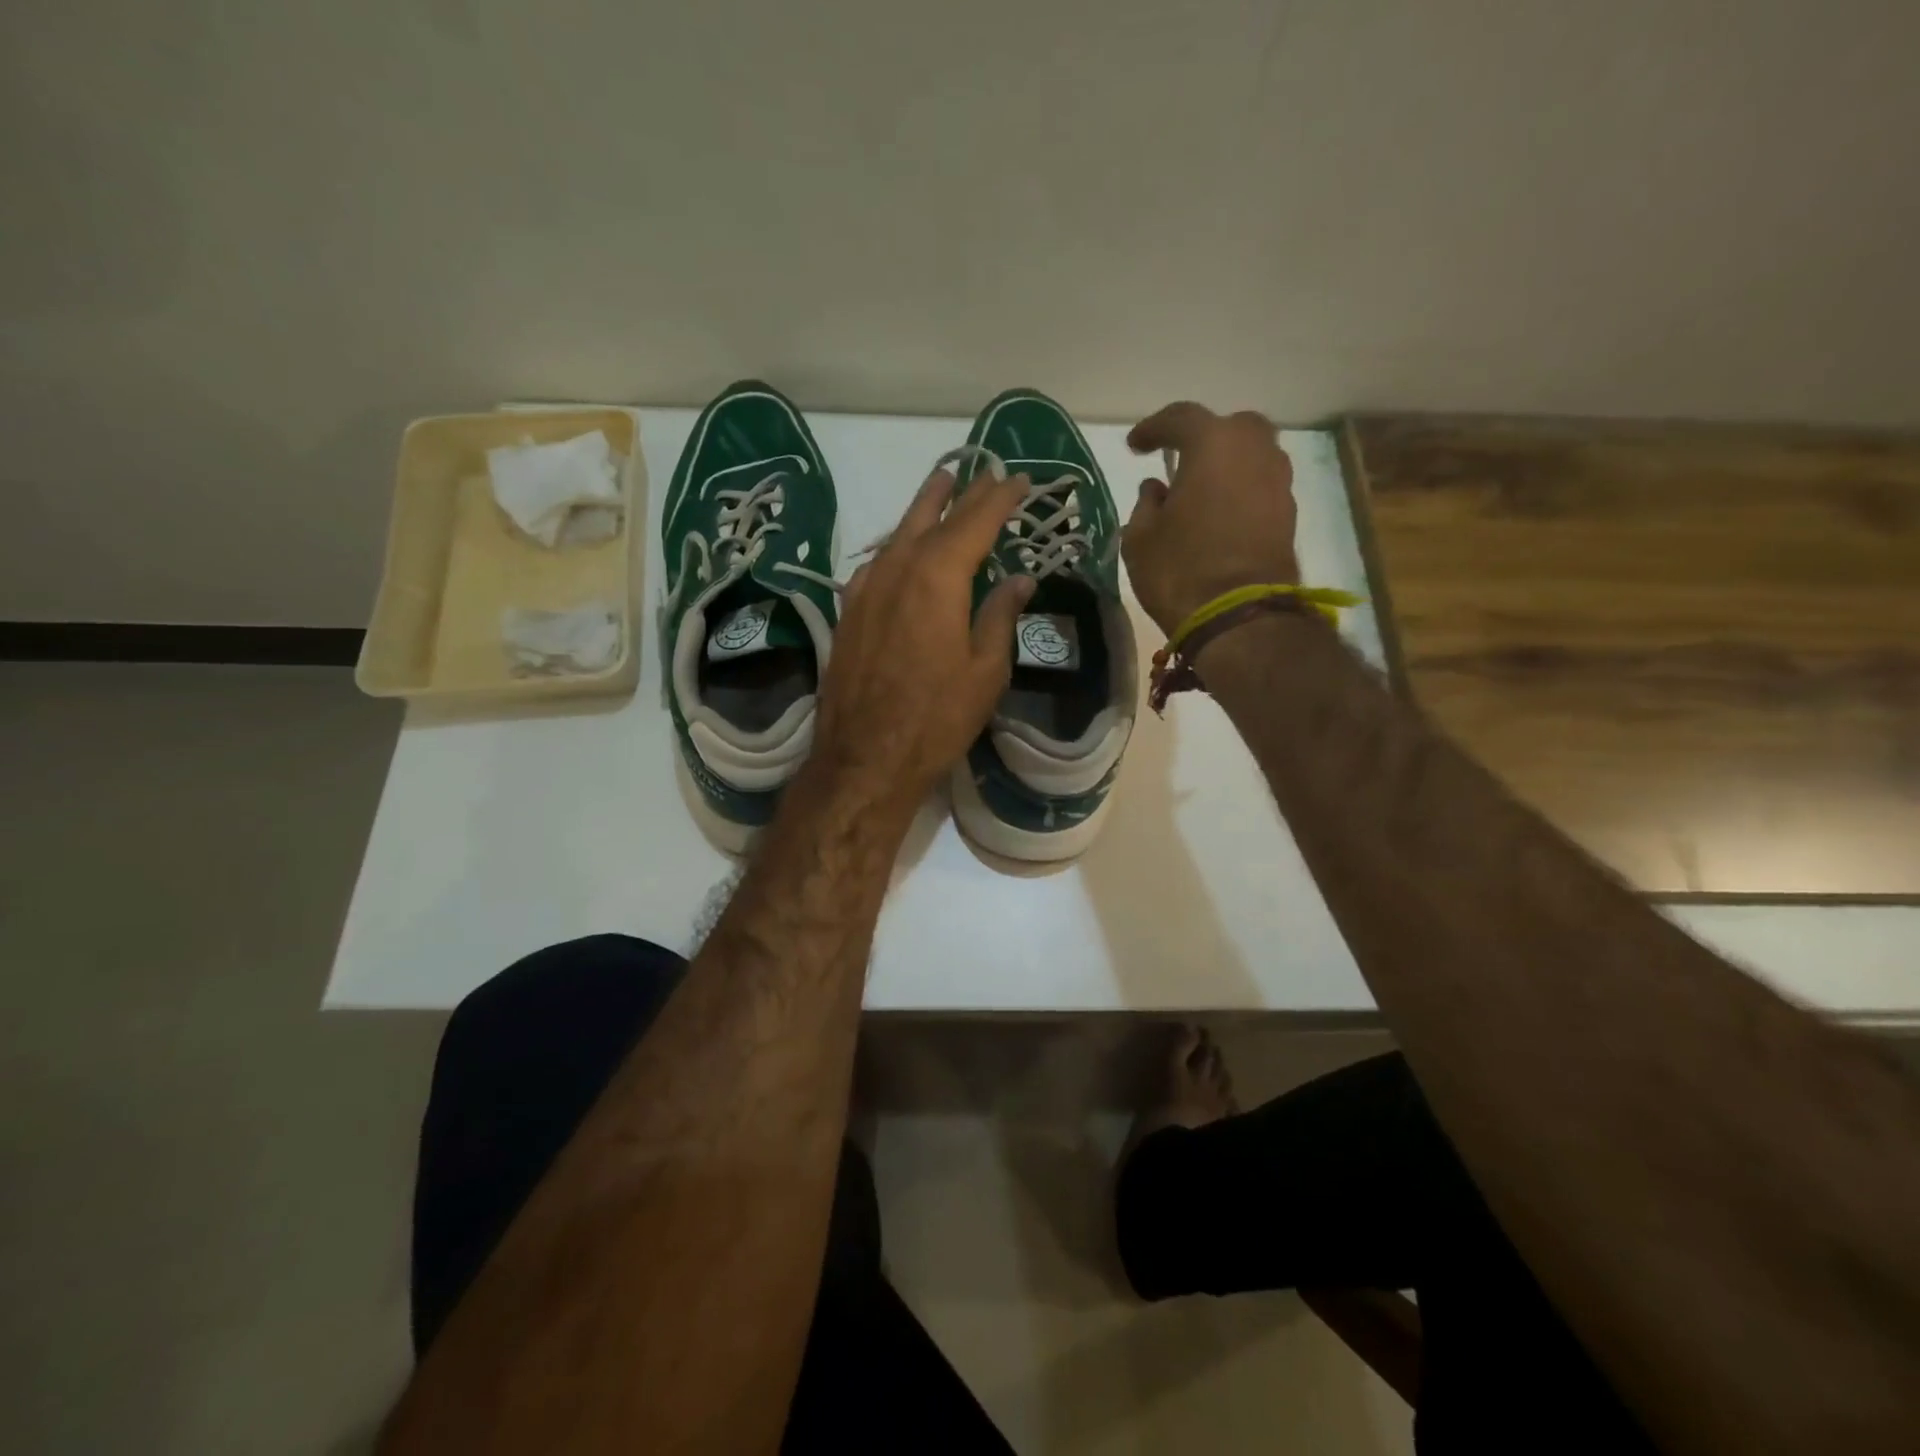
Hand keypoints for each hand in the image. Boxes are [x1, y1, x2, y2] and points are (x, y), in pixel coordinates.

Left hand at [813, 466, 1035, 807]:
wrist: (864, 759)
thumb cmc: (936, 718)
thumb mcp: (985, 670)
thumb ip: (1001, 615)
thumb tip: (1018, 578)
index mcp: (937, 577)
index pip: (975, 521)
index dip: (1000, 497)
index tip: (1020, 479)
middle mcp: (896, 569)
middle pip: (933, 517)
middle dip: (962, 493)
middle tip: (983, 472)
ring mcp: (864, 589)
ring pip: (898, 534)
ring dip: (923, 510)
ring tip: (941, 488)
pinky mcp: (847, 613)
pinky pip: (876, 564)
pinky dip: (897, 547)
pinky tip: (902, 550)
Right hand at [1123, 403, 1299, 635]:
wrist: (1241, 617)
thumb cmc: (1180, 571)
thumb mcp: (1140, 539)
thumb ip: (1145, 505)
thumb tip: (1157, 489)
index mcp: (1213, 445)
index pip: (1180, 419)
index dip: (1153, 428)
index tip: (1136, 446)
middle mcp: (1254, 451)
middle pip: (1230, 427)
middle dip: (1204, 438)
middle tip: (1179, 460)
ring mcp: (1277, 483)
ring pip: (1252, 456)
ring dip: (1226, 466)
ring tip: (1200, 491)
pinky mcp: (1288, 515)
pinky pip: (1260, 487)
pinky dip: (1240, 492)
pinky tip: (1219, 515)